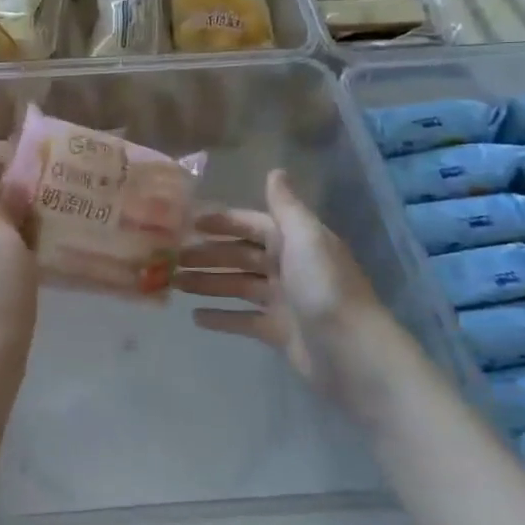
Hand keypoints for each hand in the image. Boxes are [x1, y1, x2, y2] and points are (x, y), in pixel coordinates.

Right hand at [176, 169, 380, 394]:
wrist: (352, 354)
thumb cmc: (324, 289)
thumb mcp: (306, 238)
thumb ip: (286, 206)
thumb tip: (275, 170)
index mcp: (296, 242)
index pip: (253, 225)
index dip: (224, 222)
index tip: (189, 223)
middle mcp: (289, 267)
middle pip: (241, 256)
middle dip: (208, 255)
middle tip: (172, 258)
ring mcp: (284, 301)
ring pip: (237, 286)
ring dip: (207, 283)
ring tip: (175, 285)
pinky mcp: (279, 332)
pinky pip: (243, 320)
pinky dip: (221, 317)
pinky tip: (195, 318)